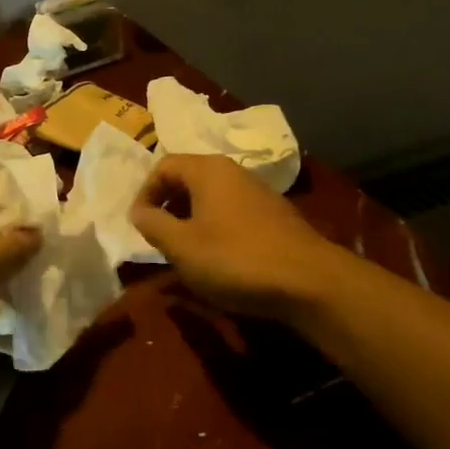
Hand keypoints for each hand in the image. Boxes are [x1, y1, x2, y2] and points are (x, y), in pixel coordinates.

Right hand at [131, 154, 345, 324]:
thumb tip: (138, 211)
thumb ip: (153, 225)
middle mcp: (233, 172)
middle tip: (158, 235)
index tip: (139, 224)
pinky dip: (216, 228)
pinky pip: (233, 212)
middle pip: (188, 178)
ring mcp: (258, 193)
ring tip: (185, 250)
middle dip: (167, 205)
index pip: (164, 166)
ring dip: (191, 218)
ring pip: (212, 197)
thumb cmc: (236, 259)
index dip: (145, 193)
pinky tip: (219, 259)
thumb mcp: (182, 246)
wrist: (311, 282)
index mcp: (208, 170)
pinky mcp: (275, 216)